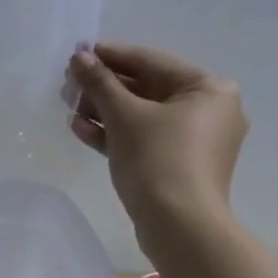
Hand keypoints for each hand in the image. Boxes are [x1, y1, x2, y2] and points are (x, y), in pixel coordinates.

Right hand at [68, 42, 248, 258]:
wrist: (178, 224)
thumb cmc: (157, 159)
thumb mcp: (123, 115)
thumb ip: (100, 82)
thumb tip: (79, 57)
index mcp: (208, 89)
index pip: (152, 61)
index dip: (112, 56)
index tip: (78, 53)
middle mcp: (208, 110)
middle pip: (147, 88)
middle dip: (104, 87)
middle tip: (68, 84)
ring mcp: (194, 140)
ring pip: (142, 115)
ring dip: (104, 110)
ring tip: (69, 108)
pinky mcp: (177, 163)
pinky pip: (144, 138)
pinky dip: (115, 133)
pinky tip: (82, 130)